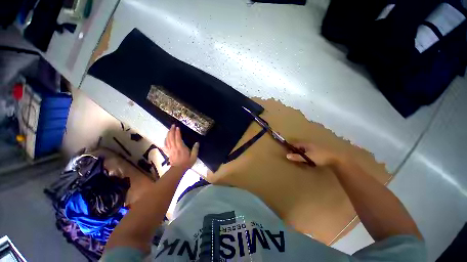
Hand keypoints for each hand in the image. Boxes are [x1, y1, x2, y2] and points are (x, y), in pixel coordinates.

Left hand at [164, 125, 198, 169]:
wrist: (178, 169)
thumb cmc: (187, 163)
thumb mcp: (193, 157)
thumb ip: (195, 149)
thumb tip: (197, 142)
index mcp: (181, 148)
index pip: (178, 138)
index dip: (177, 132)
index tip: (177, 127)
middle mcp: (174, 147)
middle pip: (171, 137)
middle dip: (172, 130)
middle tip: (173, 125)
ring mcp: (170, 149)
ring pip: (167, 140)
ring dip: (168, 134)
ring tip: (169, 129)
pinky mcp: (168, 152)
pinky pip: (165, 145)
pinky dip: (165, 140)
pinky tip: (165, 137)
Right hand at [286, 142, 343, 166]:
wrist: (337, 157)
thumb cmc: (320, 156)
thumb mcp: (307, 157)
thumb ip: (297, 157)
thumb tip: (287, 156)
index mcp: (305, 143)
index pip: (294, 144)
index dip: (290, 148)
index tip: (288, 153)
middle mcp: (309, 143)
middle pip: (299, 146)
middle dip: (295, 150)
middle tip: (293, 157)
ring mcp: (314, 146)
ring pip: (304, 148)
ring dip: (301, 152)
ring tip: (300, 159)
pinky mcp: (319, 150)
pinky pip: (309, 151)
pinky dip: (306, 154)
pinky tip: (308, 158)